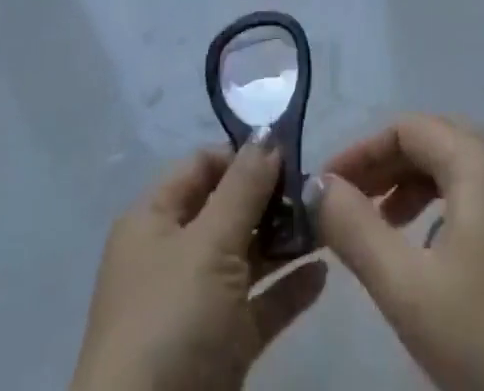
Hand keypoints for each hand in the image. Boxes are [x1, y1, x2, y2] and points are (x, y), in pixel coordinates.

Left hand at [70, 134, 327, 390]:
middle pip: (228, 208)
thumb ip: (244, 186)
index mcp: (154, 220)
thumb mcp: (209, 243)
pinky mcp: (219, 349)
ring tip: (329, 224)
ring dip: (285, 241)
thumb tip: (268, 133)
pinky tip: (323, 274)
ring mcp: (195, 305)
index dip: (243, 155)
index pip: (202, 165)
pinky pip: (258, 306)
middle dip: (272, 197)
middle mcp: (172, 255)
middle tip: (318, 189)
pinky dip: (287, 290)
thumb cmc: (171, 321)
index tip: (292, 152)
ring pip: (246, 256)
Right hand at [312, 115, 483, 390]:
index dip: (361, 151)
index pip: (408, 128)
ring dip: (413, 186)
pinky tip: (430, 256)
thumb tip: (318, 187)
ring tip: (382, 226)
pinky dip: (443, 209)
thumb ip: (355, 229)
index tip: (325, 188)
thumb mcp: (408, 288)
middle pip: (434, 142)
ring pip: (459, 170)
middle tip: (347, 203)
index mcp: (482, 161)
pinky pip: (480, 198)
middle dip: (386, 166)